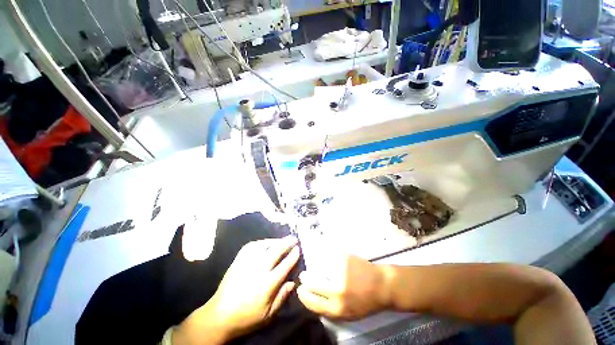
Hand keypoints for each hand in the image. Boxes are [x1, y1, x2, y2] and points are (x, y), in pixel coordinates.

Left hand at [173, 237, 299, 343]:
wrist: (219, 316)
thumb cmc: (246, 317)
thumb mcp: (268, 315)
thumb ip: (282, 297)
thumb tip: (293, 282)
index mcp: (267, 285)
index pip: (285, 265)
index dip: (293, 255)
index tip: (299, 249)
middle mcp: (258, 270)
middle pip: (276, 251)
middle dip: (287, 243)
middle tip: (294, 238)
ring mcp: (247, 263)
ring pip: (264, 245)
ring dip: (275, 240)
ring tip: (282, 239)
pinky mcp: (238, 260)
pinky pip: (252, 246)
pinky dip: (262, 242)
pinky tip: (266, 243)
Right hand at [297, 254, 389, 319]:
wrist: (382, 285)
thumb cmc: (367, 302)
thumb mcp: (349, 314)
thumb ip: (331, 310)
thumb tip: (315, 300)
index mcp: (338, 308)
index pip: (313, 303)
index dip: (304, 296)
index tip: (300, 290)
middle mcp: (337, 291)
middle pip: (313, 284)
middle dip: (305, 280)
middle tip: (303, 276)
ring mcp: (340, 273)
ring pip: (319, 268)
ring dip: (313, 268)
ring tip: (311, 267)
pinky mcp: (344, 260)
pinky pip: (329, 256)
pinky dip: (323, 255)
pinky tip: (321, 255)